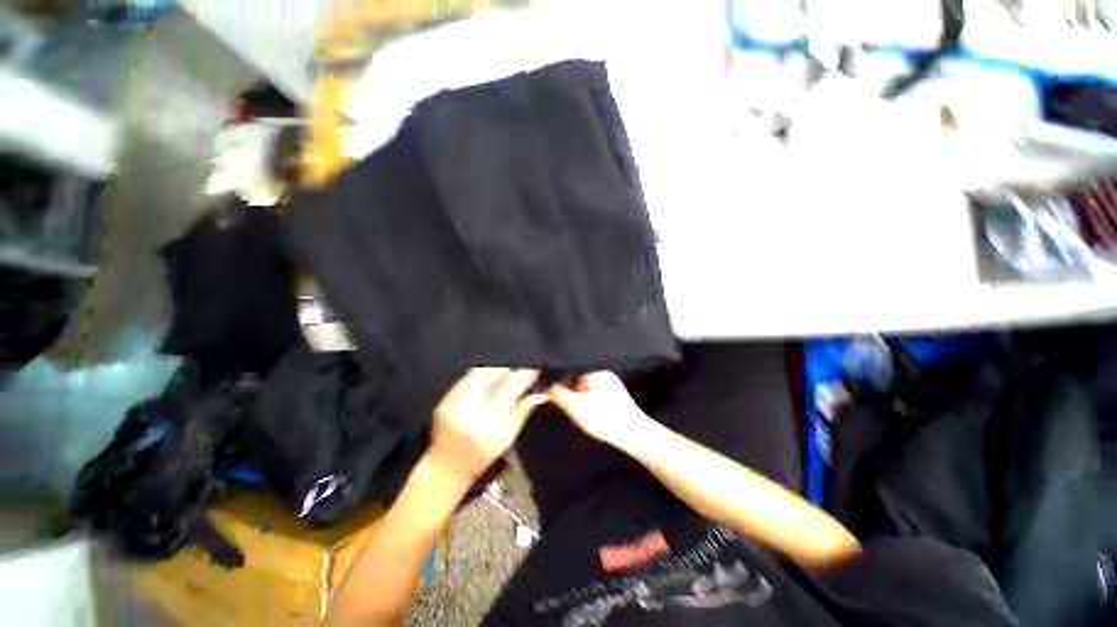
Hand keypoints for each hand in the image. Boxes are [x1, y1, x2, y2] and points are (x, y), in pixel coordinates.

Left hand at [428, 368, 545, 484]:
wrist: (446, 467)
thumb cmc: (481, 456)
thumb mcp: (508, 437)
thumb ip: (524, 411)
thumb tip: (542, 394)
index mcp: (490, 422)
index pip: (511, 388)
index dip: (524, 374)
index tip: (534, 368)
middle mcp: (470, 410)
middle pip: (492, 374)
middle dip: (509, 367)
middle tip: (519, 367)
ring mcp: (454, 403)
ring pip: (479, 372)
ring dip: (495, 368)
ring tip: (505, 370)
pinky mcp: (445, 399)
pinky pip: (466, 377)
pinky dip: (480, 374)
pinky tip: (488, 376)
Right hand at [548, 372, 652, 445]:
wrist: (634, 433)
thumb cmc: (604, 419)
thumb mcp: (575, 407)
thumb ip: (557, 393)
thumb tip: (545, 386)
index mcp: (592, 369)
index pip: (568, 364)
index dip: (555, 373)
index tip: (545, 383)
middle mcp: (601, 370)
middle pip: (575, 372)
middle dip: (564, 383)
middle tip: (554, 396)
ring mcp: (608, 380)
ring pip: (583, 381)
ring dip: (574, 390)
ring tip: (568, 402)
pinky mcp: (613, 391)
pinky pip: (591, 387)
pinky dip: (583, 394)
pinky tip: (582, 406)